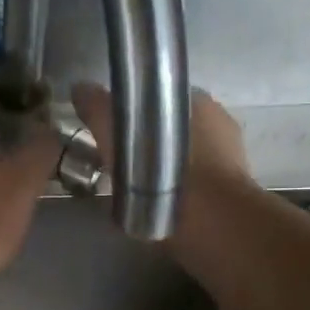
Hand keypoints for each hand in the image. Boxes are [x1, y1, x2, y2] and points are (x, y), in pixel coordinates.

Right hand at [70, 82, 250, 192]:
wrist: (209, 222)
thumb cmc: (163, 170)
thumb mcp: (117, 134)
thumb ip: (99, 109)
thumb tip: (80, 88)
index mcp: (197, 100)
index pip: (162, 98)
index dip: (137, 112)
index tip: (117, 129)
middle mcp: (219, 124)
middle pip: (175, 128)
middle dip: (152, 141)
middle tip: (123, 162)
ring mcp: (230, 159)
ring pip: (186, 158)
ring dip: (164, 168)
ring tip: (138, 188)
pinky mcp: (230, 193)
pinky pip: (195, 185)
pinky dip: (177, 191)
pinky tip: (158, 204)